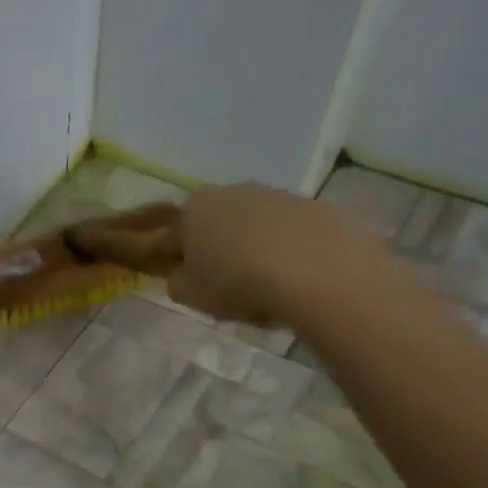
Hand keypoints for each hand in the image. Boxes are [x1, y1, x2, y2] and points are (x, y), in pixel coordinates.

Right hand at [166, 182, 392, 330]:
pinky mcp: (312, 205)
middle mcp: (231, 192)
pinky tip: (295, 276)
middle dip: (217, 250)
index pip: (172, 237)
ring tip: (266, 284)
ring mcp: (274, 195)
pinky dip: (287, 249)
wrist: (315, 270)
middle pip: (216, 224)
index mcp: (194, 210)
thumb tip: (183, 276)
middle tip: (227, 286)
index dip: (176, 263)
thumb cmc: (238, 283)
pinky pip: (289, 231)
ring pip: (254, 225)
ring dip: (253, 248)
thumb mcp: (191, 295)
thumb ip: (177, 283)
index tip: (189, 284)